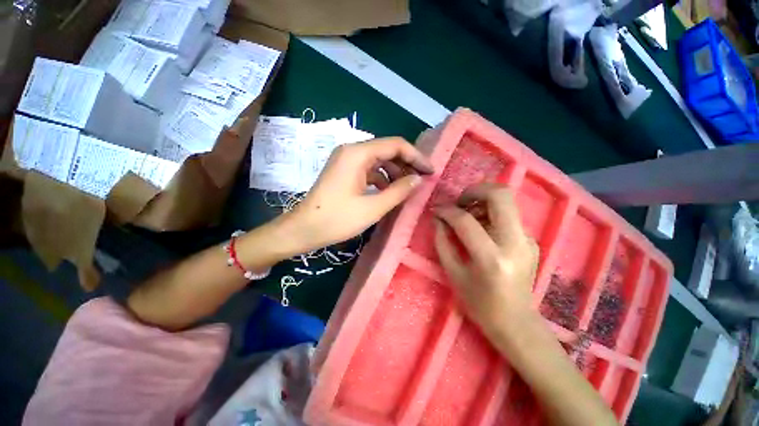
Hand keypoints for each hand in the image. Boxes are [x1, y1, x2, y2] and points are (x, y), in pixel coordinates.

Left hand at [285, 137, 432, 253]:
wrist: (304, 229)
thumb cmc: (337, 219)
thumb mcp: (373, 208)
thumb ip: (399, 191)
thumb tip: (418, 179)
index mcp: (357, 154)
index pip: (395, 145)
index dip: (416, 157)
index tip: (430, 171)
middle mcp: (351, 151)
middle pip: (387, 150)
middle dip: (407, 164)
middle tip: (422, 179)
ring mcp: (346, 161)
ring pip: (378, 160)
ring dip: (395, 172)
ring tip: (408, 187)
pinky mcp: (344, 171)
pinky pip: (369, 170)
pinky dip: (382, 178)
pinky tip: (389, 191)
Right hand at [434, 183, 539, 339]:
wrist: (516, 322)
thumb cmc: (479, 304)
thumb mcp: (453, 274)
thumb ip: (442, 242)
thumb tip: (438, 219)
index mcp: (491, 258)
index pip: (465, 220)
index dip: (447, 210)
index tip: (436, 210)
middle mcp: (515, 243)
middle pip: (500, 195)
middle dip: (475, 190)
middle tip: (459, 201)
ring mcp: (528, 240)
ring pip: (507, 201)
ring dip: (483, 200)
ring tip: (468, 215)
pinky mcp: (532, 240)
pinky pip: (509, 215)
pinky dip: (491, 213)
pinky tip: (481, 229)